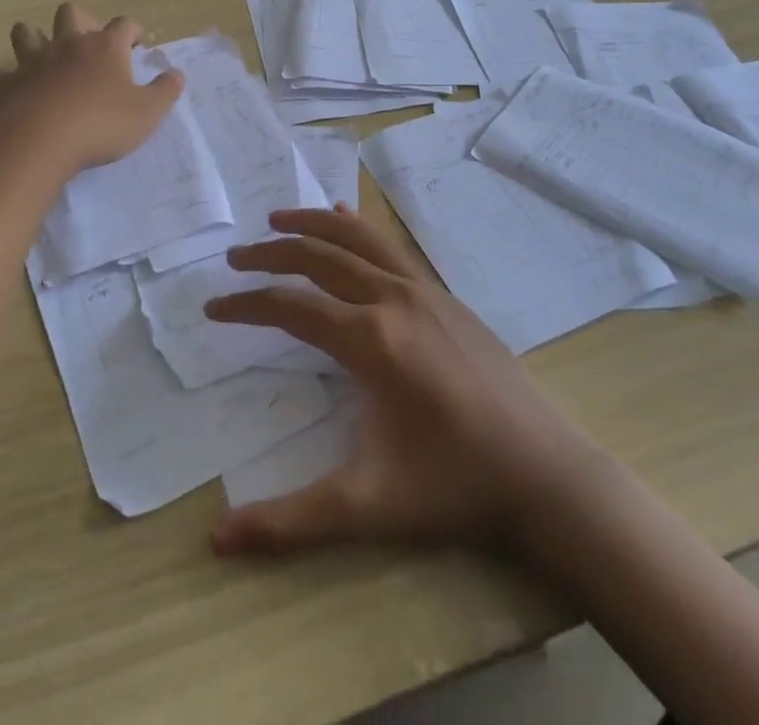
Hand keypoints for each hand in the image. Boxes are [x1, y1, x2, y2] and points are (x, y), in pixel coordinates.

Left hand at [0, 3, 183, 174]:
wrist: (41, 143)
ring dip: (33, 38)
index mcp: (105, 47)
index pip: (123, 25)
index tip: (136, 43)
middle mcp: (68, 45)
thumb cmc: (102, 125)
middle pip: (71, 12)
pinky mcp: (6, 85)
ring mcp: (33, 62)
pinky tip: (8, 89)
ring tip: (42, 53)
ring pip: (26, 32)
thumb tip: (176, 74)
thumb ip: (165, 91)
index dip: (132, 31)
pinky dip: (1, 79)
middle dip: (81, 20)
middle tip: (90, 42)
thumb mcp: (147, 113)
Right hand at [204, 207, 598, 555]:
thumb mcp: (367, 507)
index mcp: (369, 340)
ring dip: (313, 223)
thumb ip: (289, 521)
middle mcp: (392, 299)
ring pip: (358, 238)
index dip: (246, 305)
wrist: (545, 476)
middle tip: (234, 256)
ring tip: (277, 219)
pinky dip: (359, 229)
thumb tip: (216, 541)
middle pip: (318, 256)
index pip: (290, 306)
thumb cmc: (453, 488)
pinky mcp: (446, 297)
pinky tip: (348, 218)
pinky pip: (391, 249)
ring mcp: (424, 291)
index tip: (213, 309)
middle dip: (270, 253)